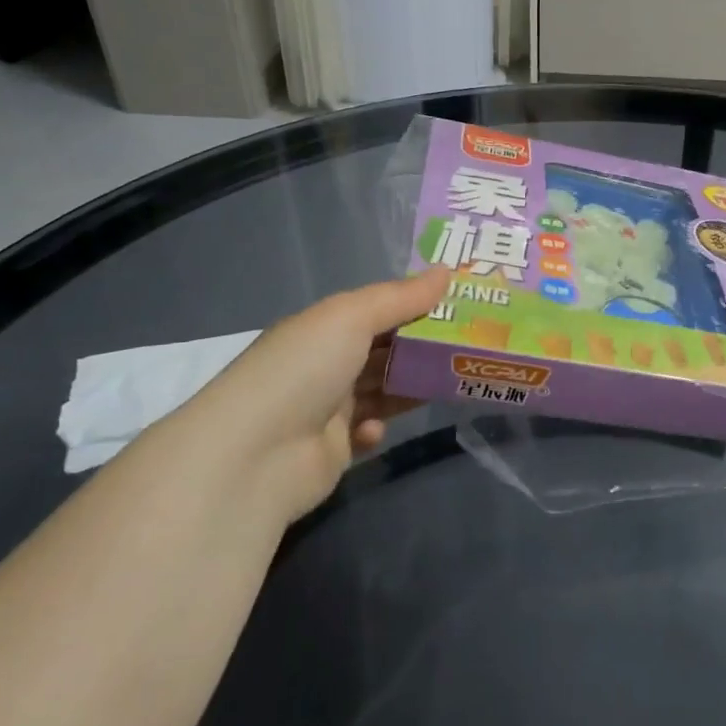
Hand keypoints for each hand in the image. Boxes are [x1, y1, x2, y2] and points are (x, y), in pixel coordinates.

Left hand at [170, 267, 448, 523]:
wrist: (256, 455)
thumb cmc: (304, 370)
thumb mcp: (352, 318)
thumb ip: (401, 297)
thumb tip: (446, 271)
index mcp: (322, 328)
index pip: (376, 311)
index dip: (414, 306)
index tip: (457, 304)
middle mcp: (323, 364)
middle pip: (383, 351)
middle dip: (421, 348)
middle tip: (468, 345)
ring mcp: (326, 409)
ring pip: (382, 390)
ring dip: (409, 386)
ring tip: (449, 382)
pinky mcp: (332, 450)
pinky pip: (367, 431)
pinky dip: (377, 426)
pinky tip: (376, 428)